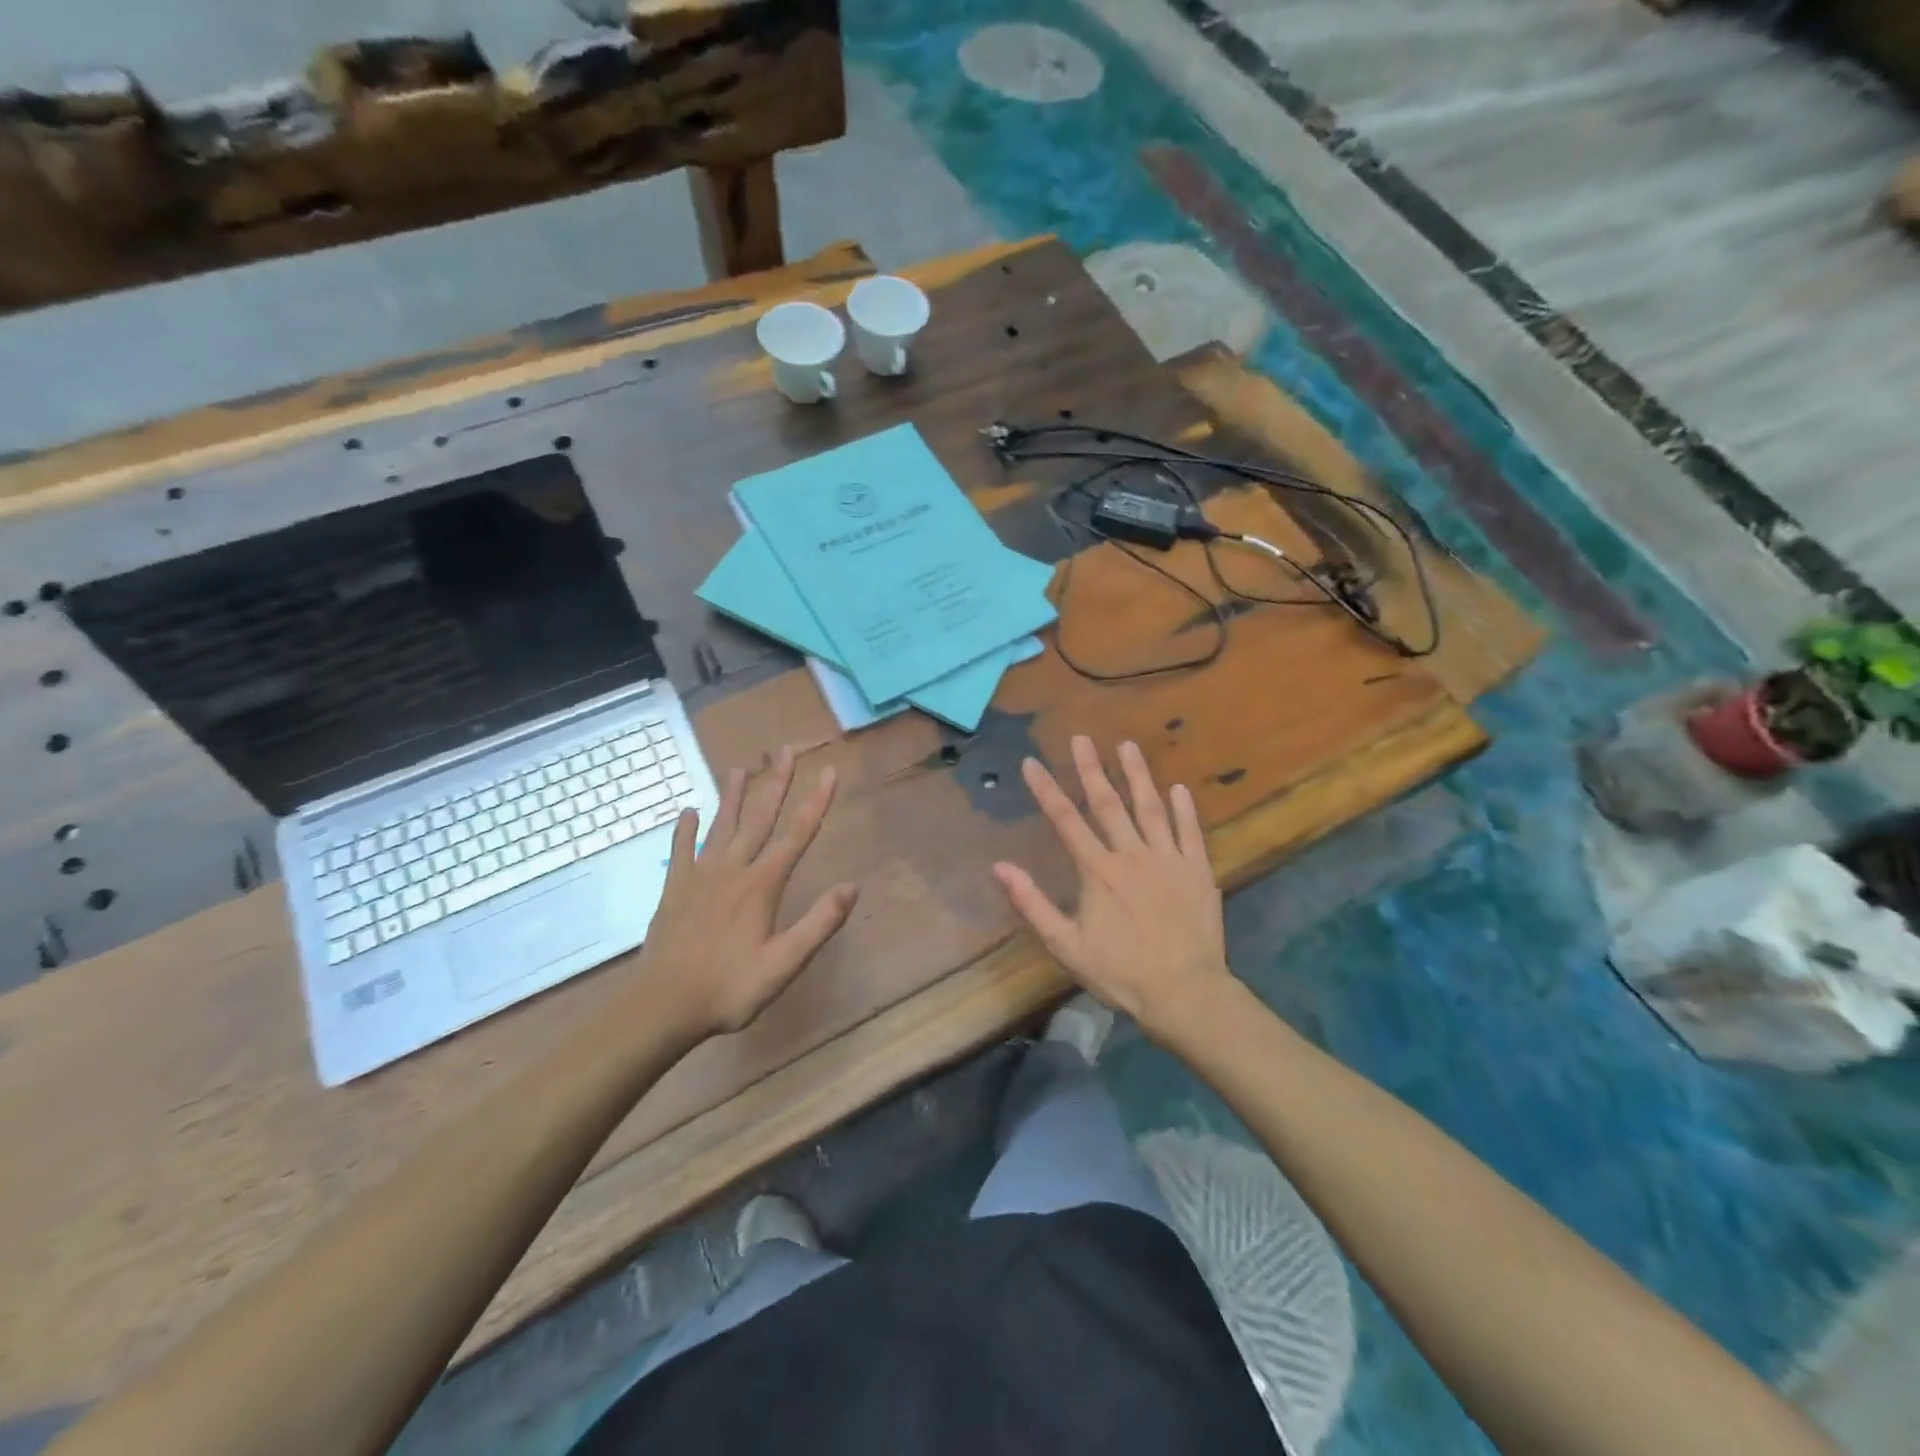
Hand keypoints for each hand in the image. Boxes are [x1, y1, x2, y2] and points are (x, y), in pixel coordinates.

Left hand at [638, 745, 858, 1038]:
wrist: (662, 1005)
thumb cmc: (729, 988)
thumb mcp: (784, 963)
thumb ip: (818, 923)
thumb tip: (851, 886)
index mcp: (762, 885)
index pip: (797, 834)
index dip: (816, 802)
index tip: (829, 771)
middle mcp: (733, 870)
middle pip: (760, 818)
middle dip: (776, 782)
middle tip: (785, 749)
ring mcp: (700, 877)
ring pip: (721, 826)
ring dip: (733, 796)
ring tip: (739, 767)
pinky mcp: (675, 890)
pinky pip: (681, 850)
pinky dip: (685, 829)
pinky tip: (687, 811)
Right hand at [993, 737, 1233, 1037]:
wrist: (1184, 993)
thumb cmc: (1120, 973)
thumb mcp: (1066, 946)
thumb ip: (1032, 903)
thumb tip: (999, 867)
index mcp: (1098, 871)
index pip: (1066, 820)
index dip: (1046, 789)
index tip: (1032, 762)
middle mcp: (1132, 855)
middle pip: (1108, 804)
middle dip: (1091, 769)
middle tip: (1081, 738)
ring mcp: (1169, 860)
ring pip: (1150, 808)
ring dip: (1137, 775)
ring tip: (1127, 746)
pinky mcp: (1198, 871)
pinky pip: (1190, 832)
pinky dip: (1183, 809)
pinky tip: (1177, 788)